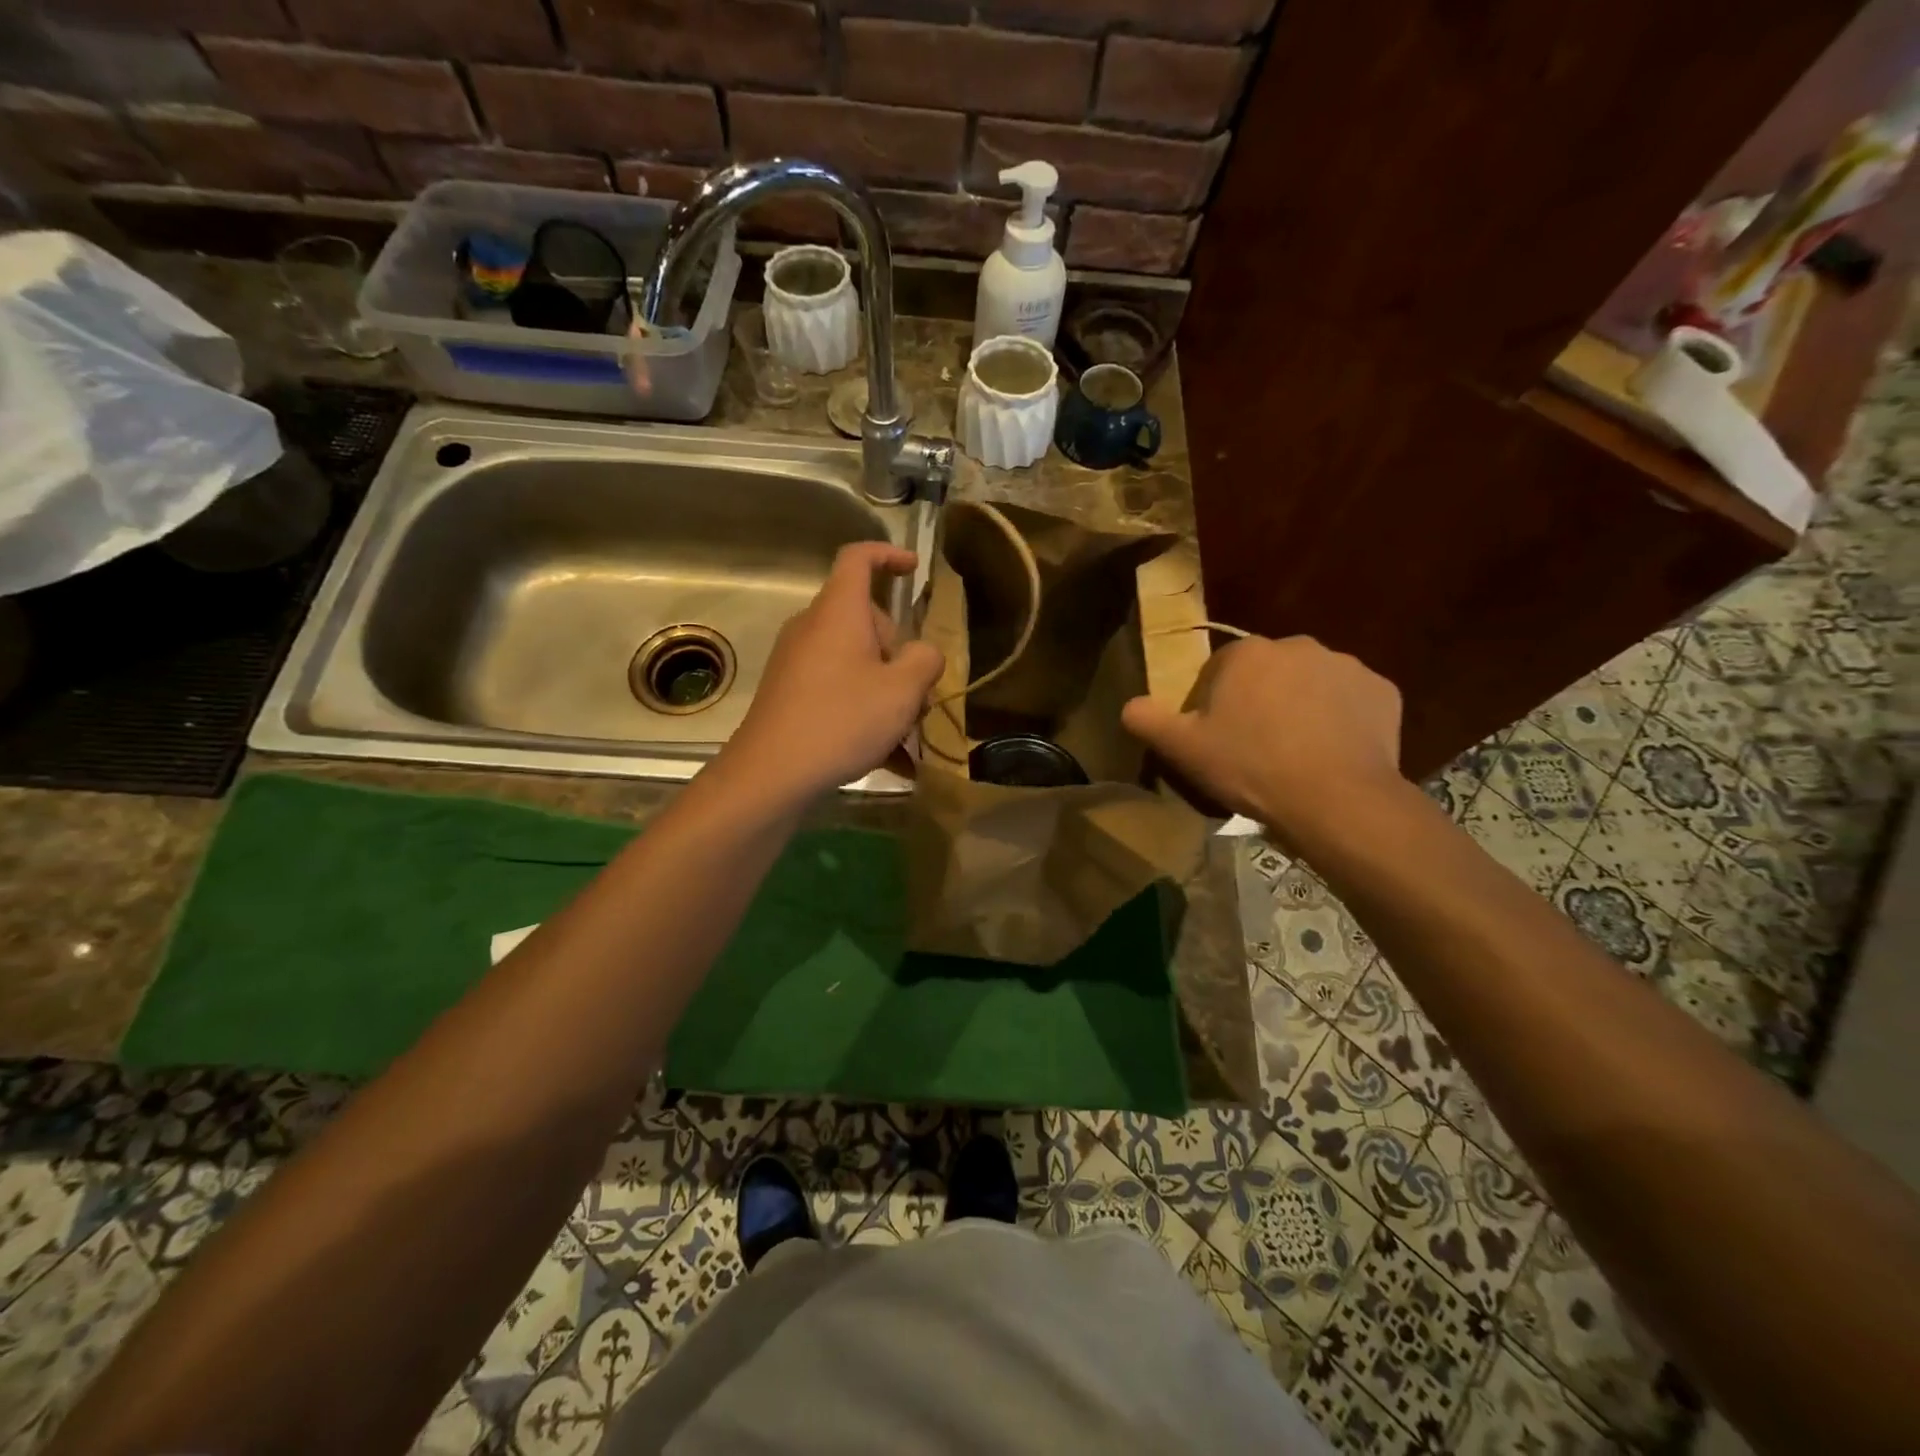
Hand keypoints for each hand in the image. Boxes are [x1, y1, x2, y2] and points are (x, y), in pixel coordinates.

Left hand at [720, 542, 943, 801]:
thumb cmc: (842, 720)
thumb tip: (924, 653)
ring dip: (885, 688)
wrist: (771, 773)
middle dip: (898, 651)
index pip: (858, 559)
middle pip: (865, 620)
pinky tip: (889, 759)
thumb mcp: (902, 691)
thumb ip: (925, 661)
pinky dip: (864, 711)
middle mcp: (813, 627)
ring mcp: (797, 661)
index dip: (888, 556)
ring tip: (907, 736)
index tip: (914, 570)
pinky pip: (838, 689)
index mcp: (839, 612)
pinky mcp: (790, 693)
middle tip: (918, 693)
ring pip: (854, 660)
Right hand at [1121, 635, 1405, 843]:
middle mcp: (1298, 645)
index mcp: (1247, 653)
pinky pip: (1351, 702)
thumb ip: (1147, 720)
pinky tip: (1333, 754)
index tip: (1219, 738)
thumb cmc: (1251, 768)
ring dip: (1301, 708)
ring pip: (1311, 684)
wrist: (1335, 799)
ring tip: (1297, 755)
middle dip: (1261, 700)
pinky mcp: (1383, 691)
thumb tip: (1129, 705)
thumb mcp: (1183, 749)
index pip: (1220, 670)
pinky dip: (1341, 721)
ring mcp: (1346, 665)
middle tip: (1257, 748)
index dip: (1215, 704)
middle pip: (1268, 673)